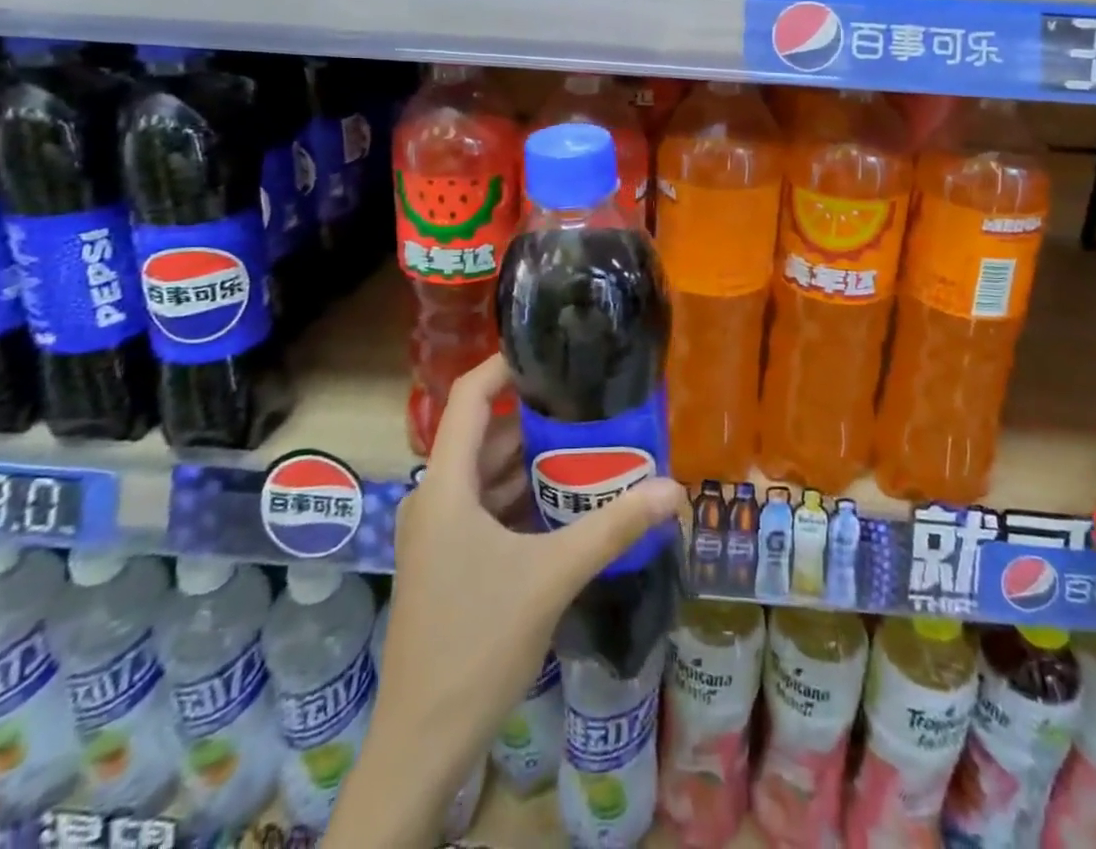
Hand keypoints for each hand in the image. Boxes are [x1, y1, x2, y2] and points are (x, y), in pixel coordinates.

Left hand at [330, 354, 682, 846]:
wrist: (421, 744)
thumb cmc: (476, 643)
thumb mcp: (550, 578)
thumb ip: (611, 528)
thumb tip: (674, 489)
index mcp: (445, 486)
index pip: (468, 397)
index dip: (504, 365)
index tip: (551, 351)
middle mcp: (435, 498)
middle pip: (484, 435)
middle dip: (535, 418)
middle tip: (590, 405)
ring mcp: (438, 533)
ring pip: (487, 474)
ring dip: (532, 461)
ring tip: (589, 446)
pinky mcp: (447, 560)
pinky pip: (486, 508)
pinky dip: (522, 497)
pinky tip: (566, 503)